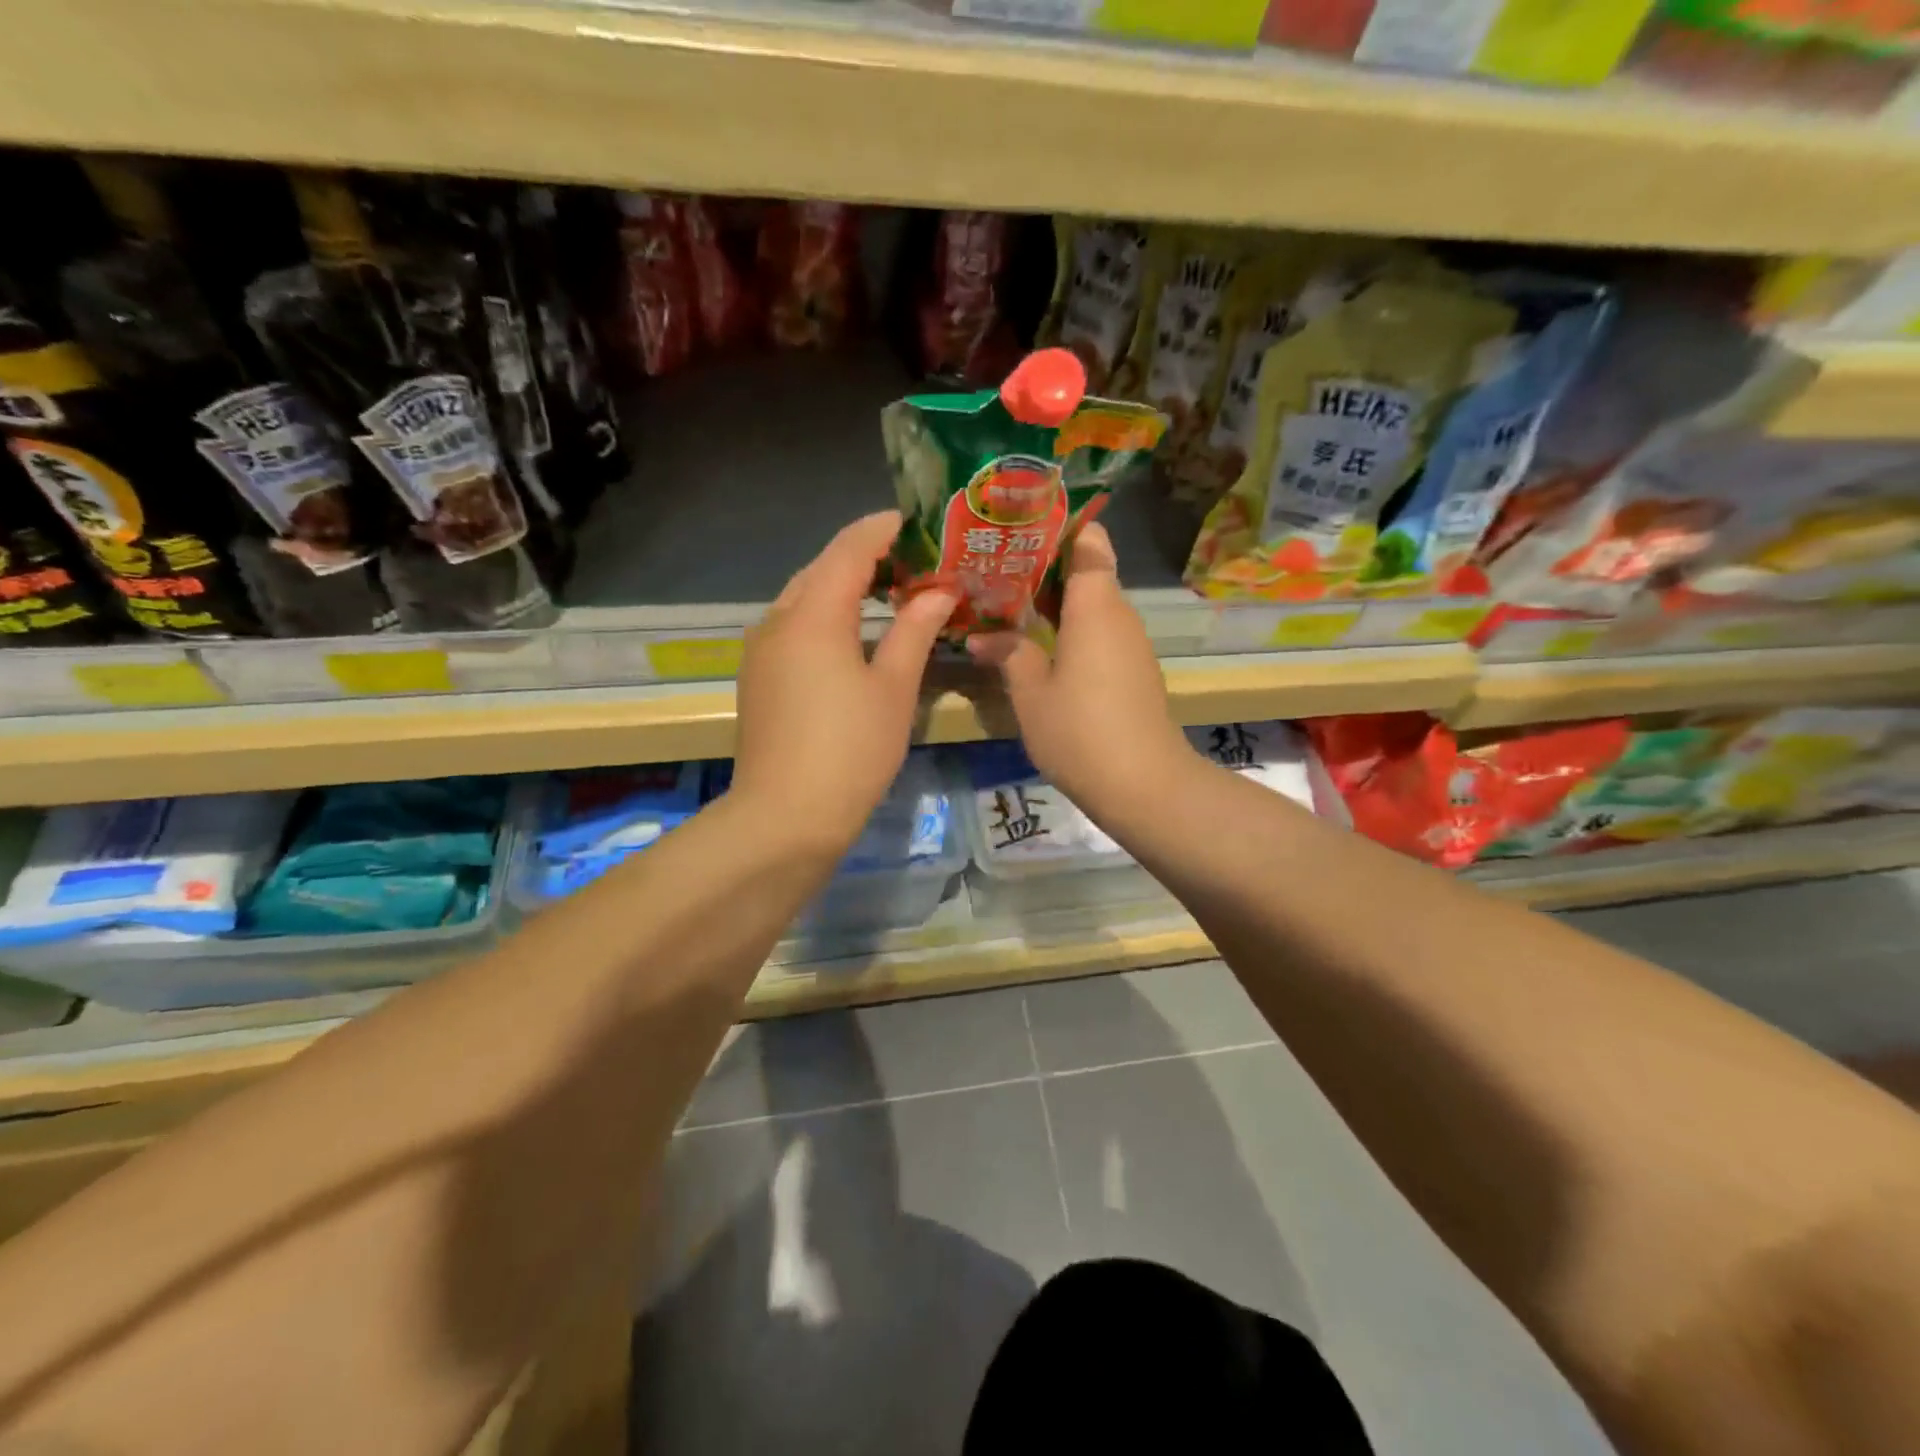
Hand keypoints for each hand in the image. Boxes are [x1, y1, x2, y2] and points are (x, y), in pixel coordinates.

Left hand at [733, 511, 956, 854]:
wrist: (786, 817)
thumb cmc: (851, 750)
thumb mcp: (893, 688)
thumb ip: (915, 630)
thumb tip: (939, 591)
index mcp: (813, 614)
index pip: (850, 548)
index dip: (884, 528)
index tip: (918, 522)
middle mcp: (778, 620)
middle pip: (822, 568)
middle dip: (866, 556)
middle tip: (914, 561)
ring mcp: (761, 650)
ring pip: (804, 597)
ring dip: (843, 587)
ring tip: (889, 593)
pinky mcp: (757, 677)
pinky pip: (793, 626)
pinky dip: (825, 616)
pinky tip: (852, 635)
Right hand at [968, 522, 1196, 814]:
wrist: (1143, 785)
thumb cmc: (1080, 730)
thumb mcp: (1031, 693)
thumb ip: (1009, 654)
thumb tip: (983, 636)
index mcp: (1096, 604)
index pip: (1090, 540)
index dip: (1060, 527)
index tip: (1022, 528)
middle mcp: (1119, 614)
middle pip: (1089, 571)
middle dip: (1046, 567)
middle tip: (997, 569)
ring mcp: (1131, 644)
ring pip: (1094, 605)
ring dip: (1057, 603)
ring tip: (1009, 605)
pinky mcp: (1134, 671)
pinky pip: (1101, 633)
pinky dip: (1073, 630)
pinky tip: (1039, 645)